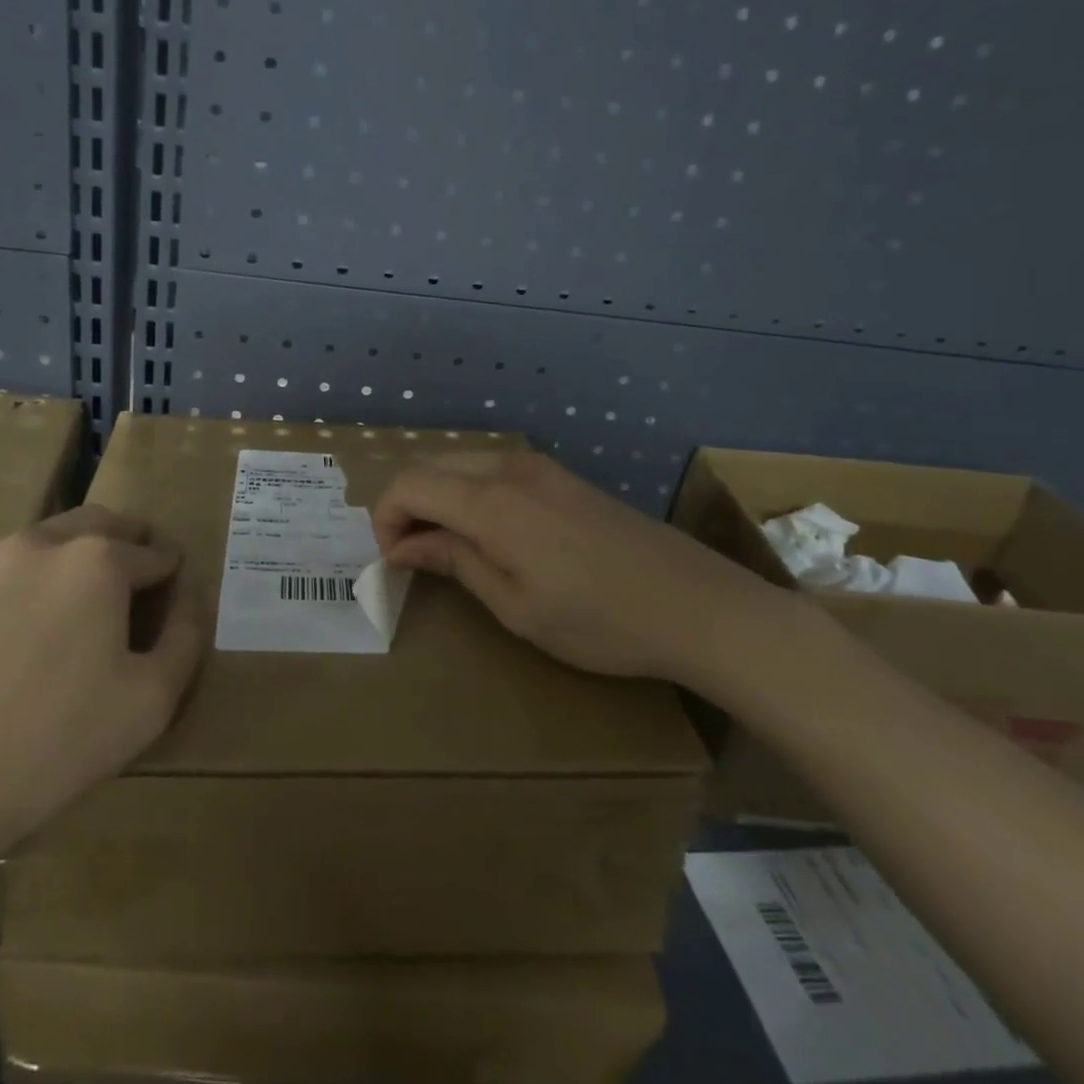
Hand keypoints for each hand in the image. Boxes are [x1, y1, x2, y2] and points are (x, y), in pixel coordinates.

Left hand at [0, 506, 205, 877]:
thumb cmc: (50, 748)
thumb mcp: (149, 703)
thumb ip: (184, 638)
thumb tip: (189, 597)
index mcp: (94, 561)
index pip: (150, 551)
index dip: (168, 566)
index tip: (172, 579)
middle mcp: (33, 543)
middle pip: (93, 525)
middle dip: (121, 540)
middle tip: (129, 568)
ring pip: (31, 548)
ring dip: (56, 565)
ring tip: (54, 612)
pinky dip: (0, 593)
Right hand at [372, 451, 796, 686]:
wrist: (697, 606)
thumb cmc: (599, 620)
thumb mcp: (515, 606)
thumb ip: (454, 562)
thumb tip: (404, 546)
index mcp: (491, 502)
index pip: (409, 484)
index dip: (386, 518)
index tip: (394, 560)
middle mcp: (510, 468)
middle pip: (430, 465)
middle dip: (407, 504)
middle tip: (413, 555)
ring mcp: (540, 467)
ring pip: (461, 463)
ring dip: (439, 496)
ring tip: (448, 546)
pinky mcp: (562, 476)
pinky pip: (494, 469)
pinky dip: (470, 492)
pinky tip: (490, 532)